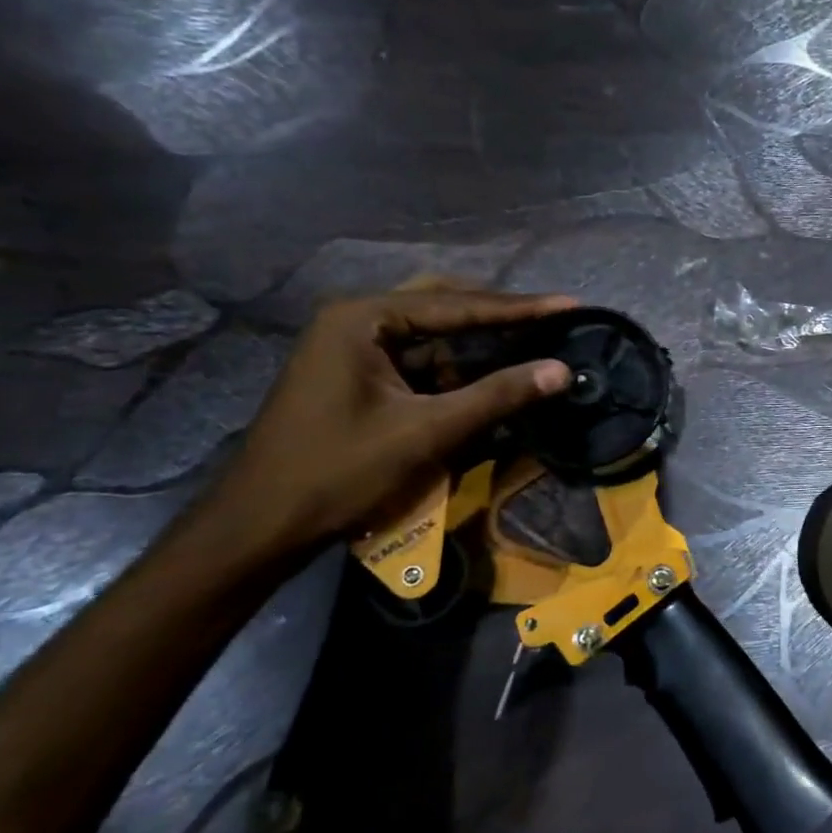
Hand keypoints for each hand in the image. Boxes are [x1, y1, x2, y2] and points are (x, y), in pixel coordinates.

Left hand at [206, 283, 574, 558]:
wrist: (260, 527)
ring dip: (478, 350)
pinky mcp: (356, 376)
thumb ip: (497, 396)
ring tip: (531, 350)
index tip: (571, 305)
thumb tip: (562, 370)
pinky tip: (486, 384)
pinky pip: (418, 363)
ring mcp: (352, 348)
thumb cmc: (338, 472)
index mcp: (363, 318)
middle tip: (553, 322)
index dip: (521, 308)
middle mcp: (356, 320)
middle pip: (445, 309)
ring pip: (433, 338)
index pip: (459, 305)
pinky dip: (454, 374)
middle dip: (500, 320)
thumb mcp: (426, 432)